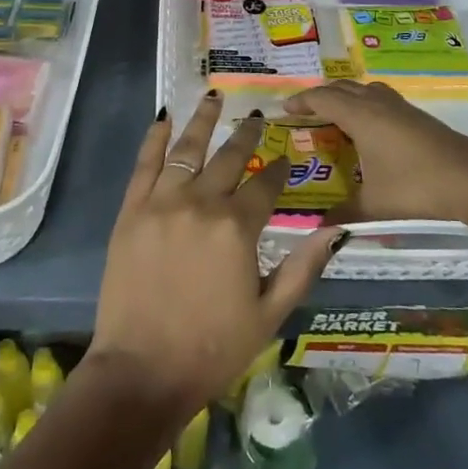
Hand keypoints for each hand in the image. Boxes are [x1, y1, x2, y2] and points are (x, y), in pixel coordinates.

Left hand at [88, 93, 345, 417]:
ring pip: (187, 149)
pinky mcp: (131, 211)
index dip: (279, 170)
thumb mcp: (270, 314)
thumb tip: (336, 229)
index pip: (265, 185)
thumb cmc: (212, 349)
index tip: (286, 160)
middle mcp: (200, 203)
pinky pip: (144, 164)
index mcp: (237, 228)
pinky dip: (155, 138)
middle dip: (246, 137)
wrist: (141, 372)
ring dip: (203, 120)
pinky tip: (164, 117)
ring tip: (214, 96)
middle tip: (257, 119)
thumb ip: (303, 267)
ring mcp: (161, 203)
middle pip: (228, 158)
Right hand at [285, 80, 467, 224]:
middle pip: (342, 88)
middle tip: (304, 114)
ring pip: (364, 90)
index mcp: (360, 116)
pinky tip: (369, 130)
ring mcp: (400, 108)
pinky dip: (364, 104)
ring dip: (345, 97)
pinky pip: (379, 99)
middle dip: (320, 97)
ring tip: (334, 117)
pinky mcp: (417, 117)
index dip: (301, 101)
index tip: (284, 110)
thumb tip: (318, 229)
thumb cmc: (416, 188)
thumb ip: (343, 215)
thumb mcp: (374, 206)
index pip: (322, 98)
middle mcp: (377, 104)